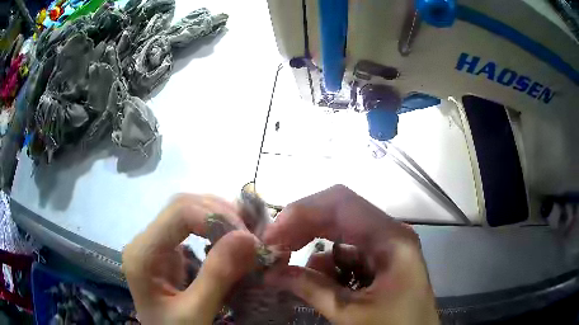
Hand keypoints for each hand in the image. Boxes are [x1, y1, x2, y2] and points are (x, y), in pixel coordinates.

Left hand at [122, 194, 258, 323]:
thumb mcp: (196, 312)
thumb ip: (217, 277)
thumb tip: (248, 238)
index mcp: (142, 254)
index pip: (178, 212)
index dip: (216, 217)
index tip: (248, 238)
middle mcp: (145, 241)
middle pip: (182, 206)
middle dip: (220, 214)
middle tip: (251, 236)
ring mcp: (155, 243)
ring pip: (187, 211)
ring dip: (219, 218)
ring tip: (245, 235)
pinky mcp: (167, 250)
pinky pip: (191, 227)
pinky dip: (215, 227)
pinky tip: (231, 238)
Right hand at [264, 185, 438, 324]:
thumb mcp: (350, 313)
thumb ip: (311, 289)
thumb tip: (271, 273)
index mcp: (391, 238)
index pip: (341, 203)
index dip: (301, 212)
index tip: (272, 236)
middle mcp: (389, 233)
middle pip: (338, 212)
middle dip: (302, 227)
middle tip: (274, 248)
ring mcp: (385, 247)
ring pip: (340, 232)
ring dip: (312, 246)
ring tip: (291, 268)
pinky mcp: (380, 261)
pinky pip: (347, 252)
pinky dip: (327, 263)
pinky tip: (319, 282)